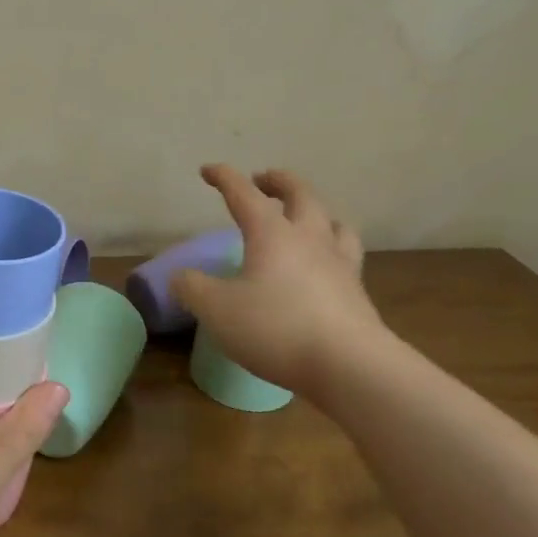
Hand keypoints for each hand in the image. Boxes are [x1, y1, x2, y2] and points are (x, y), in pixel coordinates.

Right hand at [172, 164, 388, 404]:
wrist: (350, 366)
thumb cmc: (276, 328)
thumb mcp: (216, 310)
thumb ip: (192, 288)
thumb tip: (179, 276)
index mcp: (271, 233)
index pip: (244, 193)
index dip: (224, 178)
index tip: (208, 170)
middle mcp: (309, 238)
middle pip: (300, 194)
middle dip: (279, 182)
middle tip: (263, 180)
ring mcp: (339, 263)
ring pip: (333, 221)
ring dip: (315, 211)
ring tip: (305, 216)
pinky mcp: (357, 292)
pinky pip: (346, 254)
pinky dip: (332, 247)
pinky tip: (325, 263)